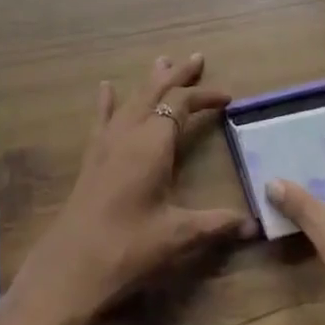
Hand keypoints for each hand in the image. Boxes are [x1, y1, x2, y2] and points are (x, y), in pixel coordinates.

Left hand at [0, 54, 255, 324]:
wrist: (71, 266)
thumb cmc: (128, 247)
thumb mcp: (178, 236)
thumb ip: (216, 224)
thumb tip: (253, 224)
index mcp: (153, 145)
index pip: (181, 105)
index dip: (204, 96)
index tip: (227, 98)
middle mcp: (129, 134)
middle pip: (155, 92)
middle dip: (177, 75)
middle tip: (196, 58)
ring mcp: (106, 143)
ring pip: (131, 100)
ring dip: (149, 81)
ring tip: (161, 61)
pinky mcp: (92, 157)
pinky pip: (101, 119)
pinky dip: (107, 101)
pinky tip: (105, 87)